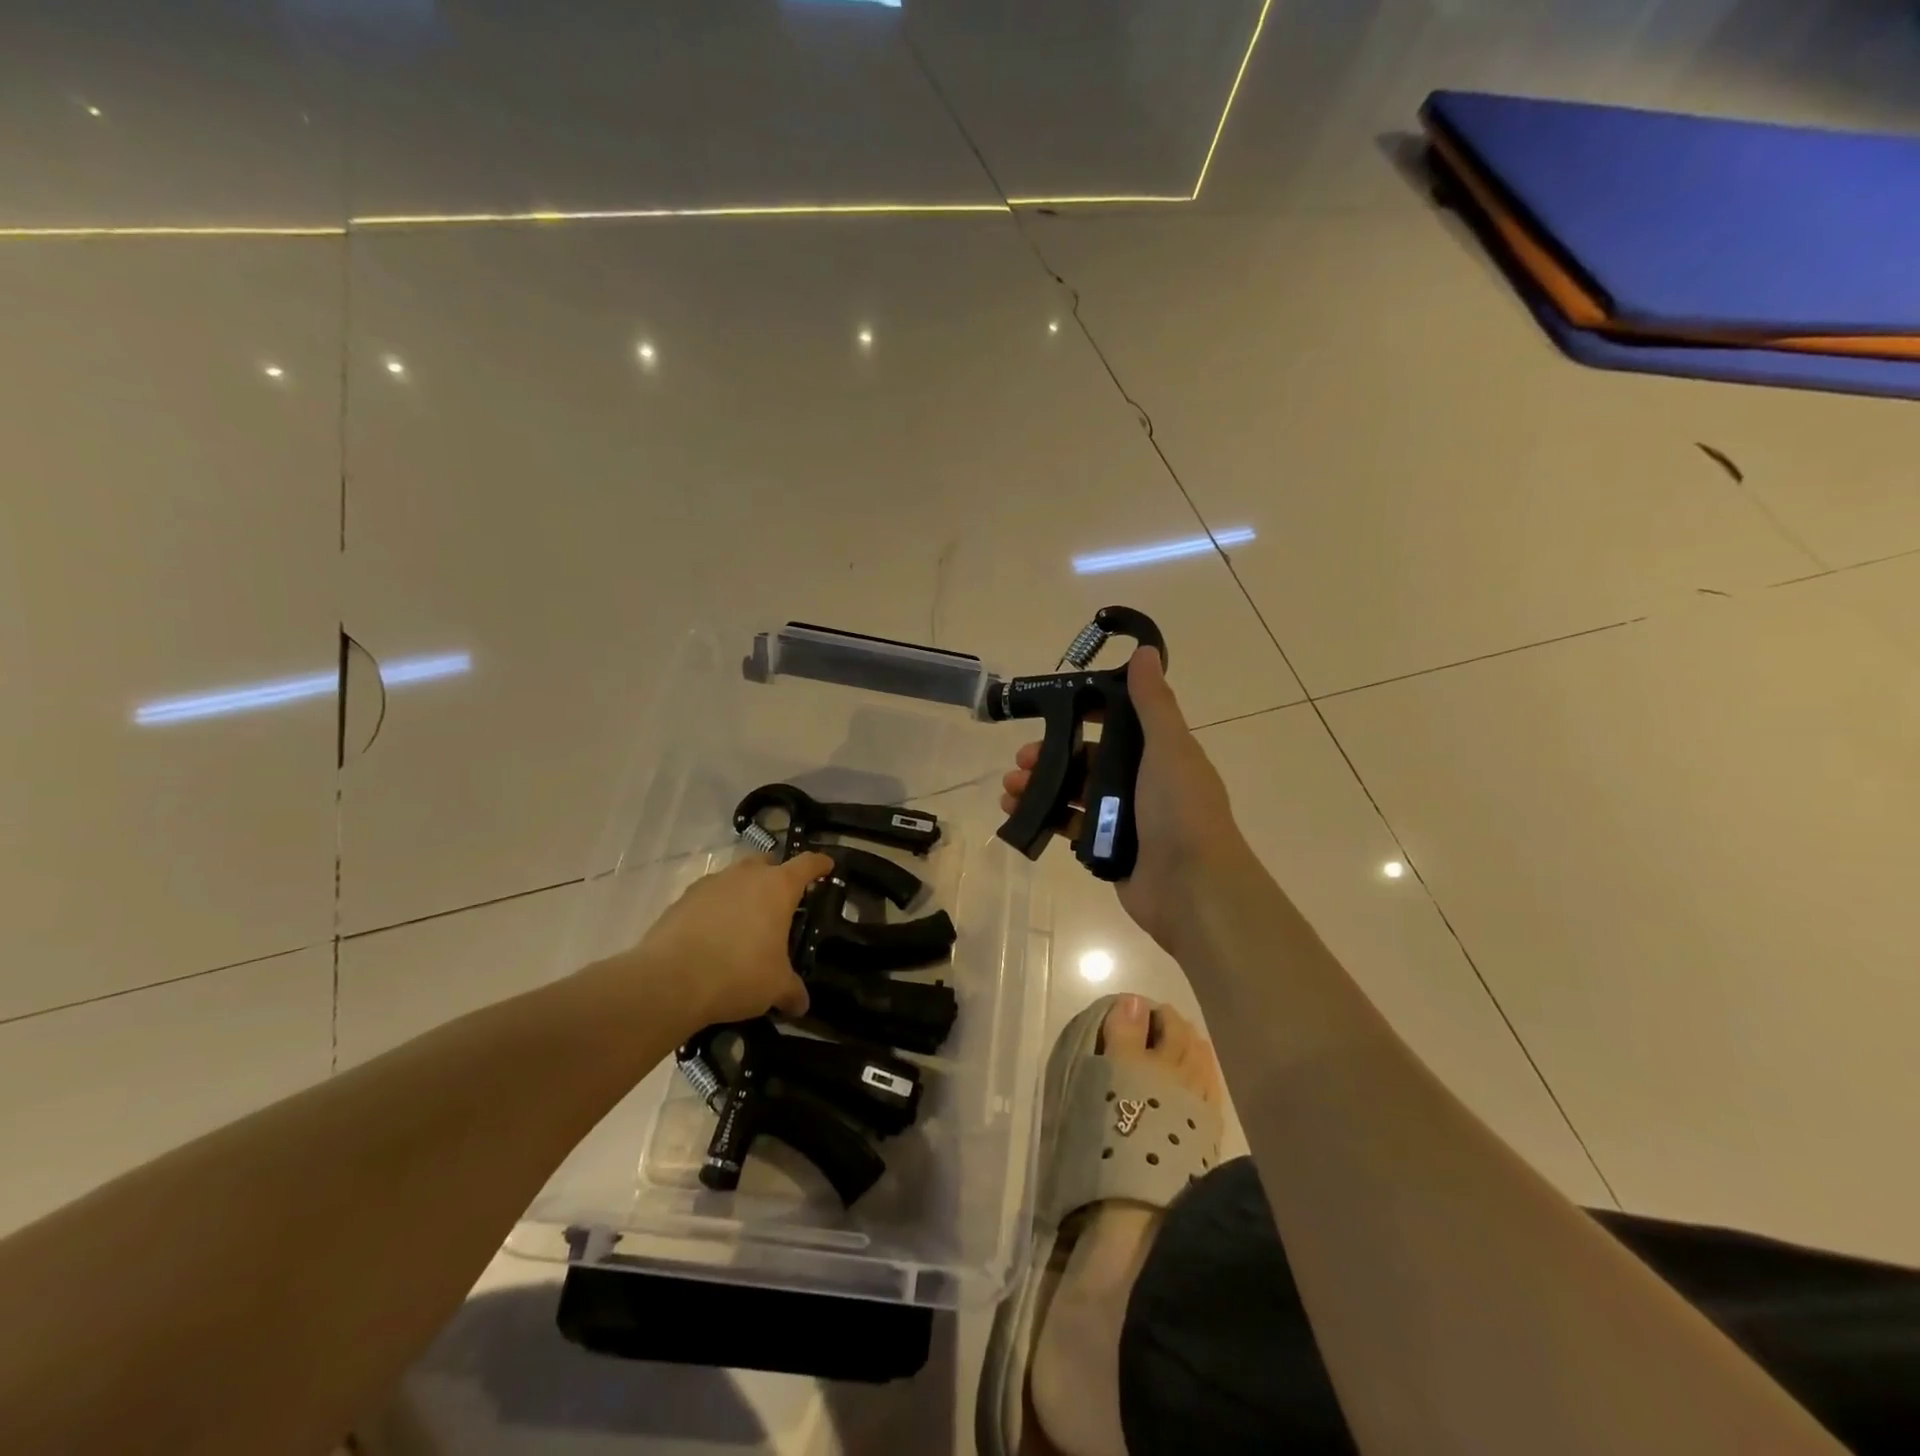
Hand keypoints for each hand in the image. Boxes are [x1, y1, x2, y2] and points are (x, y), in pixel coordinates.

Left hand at [617, 852, 830, 1029]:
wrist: (669, 981)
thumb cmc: (738, 974)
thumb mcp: (775, 987)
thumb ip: (792, 991)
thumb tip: (801, 1004)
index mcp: (777, 887)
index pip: (807, 864)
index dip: (819, 864)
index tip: (827, 865)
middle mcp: (746, 876)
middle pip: (768, 863)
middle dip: (777, 875)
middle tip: (781, 900)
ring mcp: (711, 884)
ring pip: (735, 877)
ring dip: (743, 892)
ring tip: (745, 921)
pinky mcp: (682, 899)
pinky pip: (708, 897)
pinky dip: (715, 908)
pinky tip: (713, 934)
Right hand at [1000, 648, 1246, 955]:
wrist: (1193, 890)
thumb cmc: (1180, 811)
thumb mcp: (1169, 747)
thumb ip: (1153, 702)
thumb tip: (1144, 651)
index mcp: (1160, 754)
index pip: (1118, 724)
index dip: (1085, 715)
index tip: (1052, 711)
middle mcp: (1143, 782)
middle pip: (1088, 760)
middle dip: (1052, 756)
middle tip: (1021, 761)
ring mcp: (1125, 819)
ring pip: (1075, 793)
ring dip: (1042, 787)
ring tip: (1010, 790)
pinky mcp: (1108, 849)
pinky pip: (1073, 827)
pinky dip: (1048, 819)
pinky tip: (1020, 816)